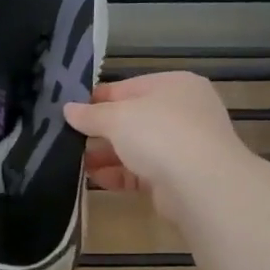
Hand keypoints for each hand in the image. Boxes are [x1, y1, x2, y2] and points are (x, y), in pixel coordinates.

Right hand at [64, 72, 246, 222]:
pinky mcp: (178, 176)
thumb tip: (68, 109)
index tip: (70, 111)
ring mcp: (183, 145)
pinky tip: (95, 178)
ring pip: (136, 147)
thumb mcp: (117, 117)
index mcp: (174, 85)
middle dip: (100, 130)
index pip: (127, 87)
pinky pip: (141, 171)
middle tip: (68, 138)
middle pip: (131, 118)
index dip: (97, 99)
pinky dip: (119, 174)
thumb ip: (90, 114)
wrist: (202, 185)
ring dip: (106, 154)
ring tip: (74, 161)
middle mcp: (182, 111)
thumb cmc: (159, 134)